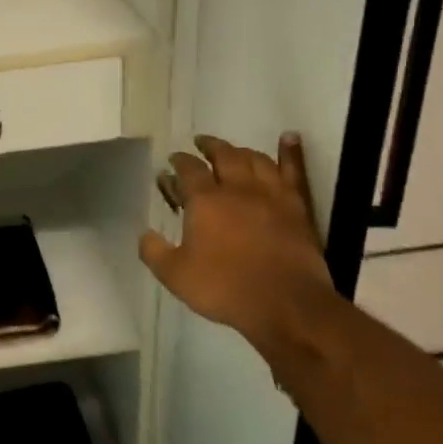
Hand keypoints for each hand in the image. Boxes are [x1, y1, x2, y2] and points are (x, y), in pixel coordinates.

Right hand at [138, 133, 335, 354]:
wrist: (286, 305)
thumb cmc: (225, 288)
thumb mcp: (175, 275)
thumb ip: (154, 252)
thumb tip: (144, 234)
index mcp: (205, 201)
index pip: (188, 169)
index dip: (179, 161)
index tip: (172, 161)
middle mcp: (238, 189)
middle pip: (224, 155)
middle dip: (209, 146)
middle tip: (201, 143)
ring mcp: (271, 195)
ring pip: (256, 160)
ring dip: (242, 150)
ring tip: (234, 150)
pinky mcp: (298, 208)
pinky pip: (294, 172)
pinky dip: (291, 152)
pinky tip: (289, 138)